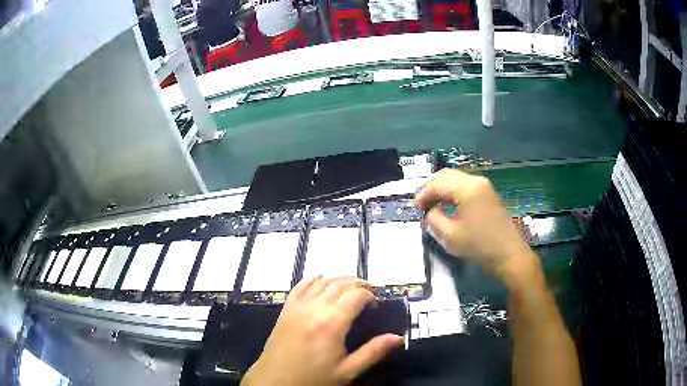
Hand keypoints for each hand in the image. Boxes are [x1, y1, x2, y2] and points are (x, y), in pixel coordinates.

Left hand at [241, 276, 403, 385]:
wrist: (276, 381)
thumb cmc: (313, 379)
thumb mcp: (347, 371)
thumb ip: (373, 352)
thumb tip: (398, 337)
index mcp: (332, 323)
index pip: (355, 295)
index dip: (369, 294)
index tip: (377, 300)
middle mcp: (314, 308)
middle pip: (339, 284)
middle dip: (357, 283)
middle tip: (368, 291)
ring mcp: (297, 307)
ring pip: (320, 282)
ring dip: (337, 279)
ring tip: (349, 284)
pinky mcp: (286, 310)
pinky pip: (299, 287)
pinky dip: (312, 279)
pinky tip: (319, 279)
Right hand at [415, 169, 537, 282]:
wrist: (508, 255)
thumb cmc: (479, 246)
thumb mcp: (450, 236)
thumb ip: (434, 219)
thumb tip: (430, 210)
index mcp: (466, 189)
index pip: (437, 183)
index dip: (423, 195)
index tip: (414, 208)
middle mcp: (476, 181)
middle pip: (446, 175)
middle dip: (431, 187)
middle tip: (421, 204)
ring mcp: (484, 186)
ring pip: (456, 178)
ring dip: (442, 189)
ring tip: (433, 205)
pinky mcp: (488, 194)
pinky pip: (465, 185)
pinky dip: (453, 192)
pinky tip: (448, 205)